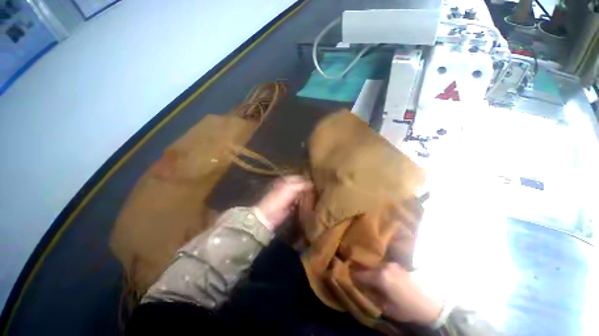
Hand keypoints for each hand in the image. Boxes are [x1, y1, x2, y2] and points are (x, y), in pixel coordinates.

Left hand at [256, 176, 312, 228]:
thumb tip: (312, 183)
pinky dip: (304, 202)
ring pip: (300, 193)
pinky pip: (299, 201)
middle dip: (307, 186)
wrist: (269, 215)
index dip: (306, 178)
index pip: (299, 177)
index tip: (317, 181)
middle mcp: (287, 186)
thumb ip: (301, 185)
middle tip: (318, 188)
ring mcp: (288, 196)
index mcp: (285, 180)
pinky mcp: (290, 205)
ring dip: (306, 194)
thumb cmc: (278, 199)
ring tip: (316, 194)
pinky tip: (310, 202)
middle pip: (300, 185)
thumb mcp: (290, 188)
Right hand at [352, 263, 442, 325]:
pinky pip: (383, 265)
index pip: (360, 274)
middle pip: (366, 267)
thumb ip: (372, 297)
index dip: (352, 275)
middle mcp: (384, 266)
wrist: (431, 303)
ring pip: (375, 265)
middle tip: (356, 276)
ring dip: (370, 270)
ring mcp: (391, 264)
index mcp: (380, 277)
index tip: (347, 276)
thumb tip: (361, 288)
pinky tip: (380, 276)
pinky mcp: (397, 265)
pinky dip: (378, 269)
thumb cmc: (408, 308)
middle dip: (360, 271)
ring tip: (368, 276)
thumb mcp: (387, 308)